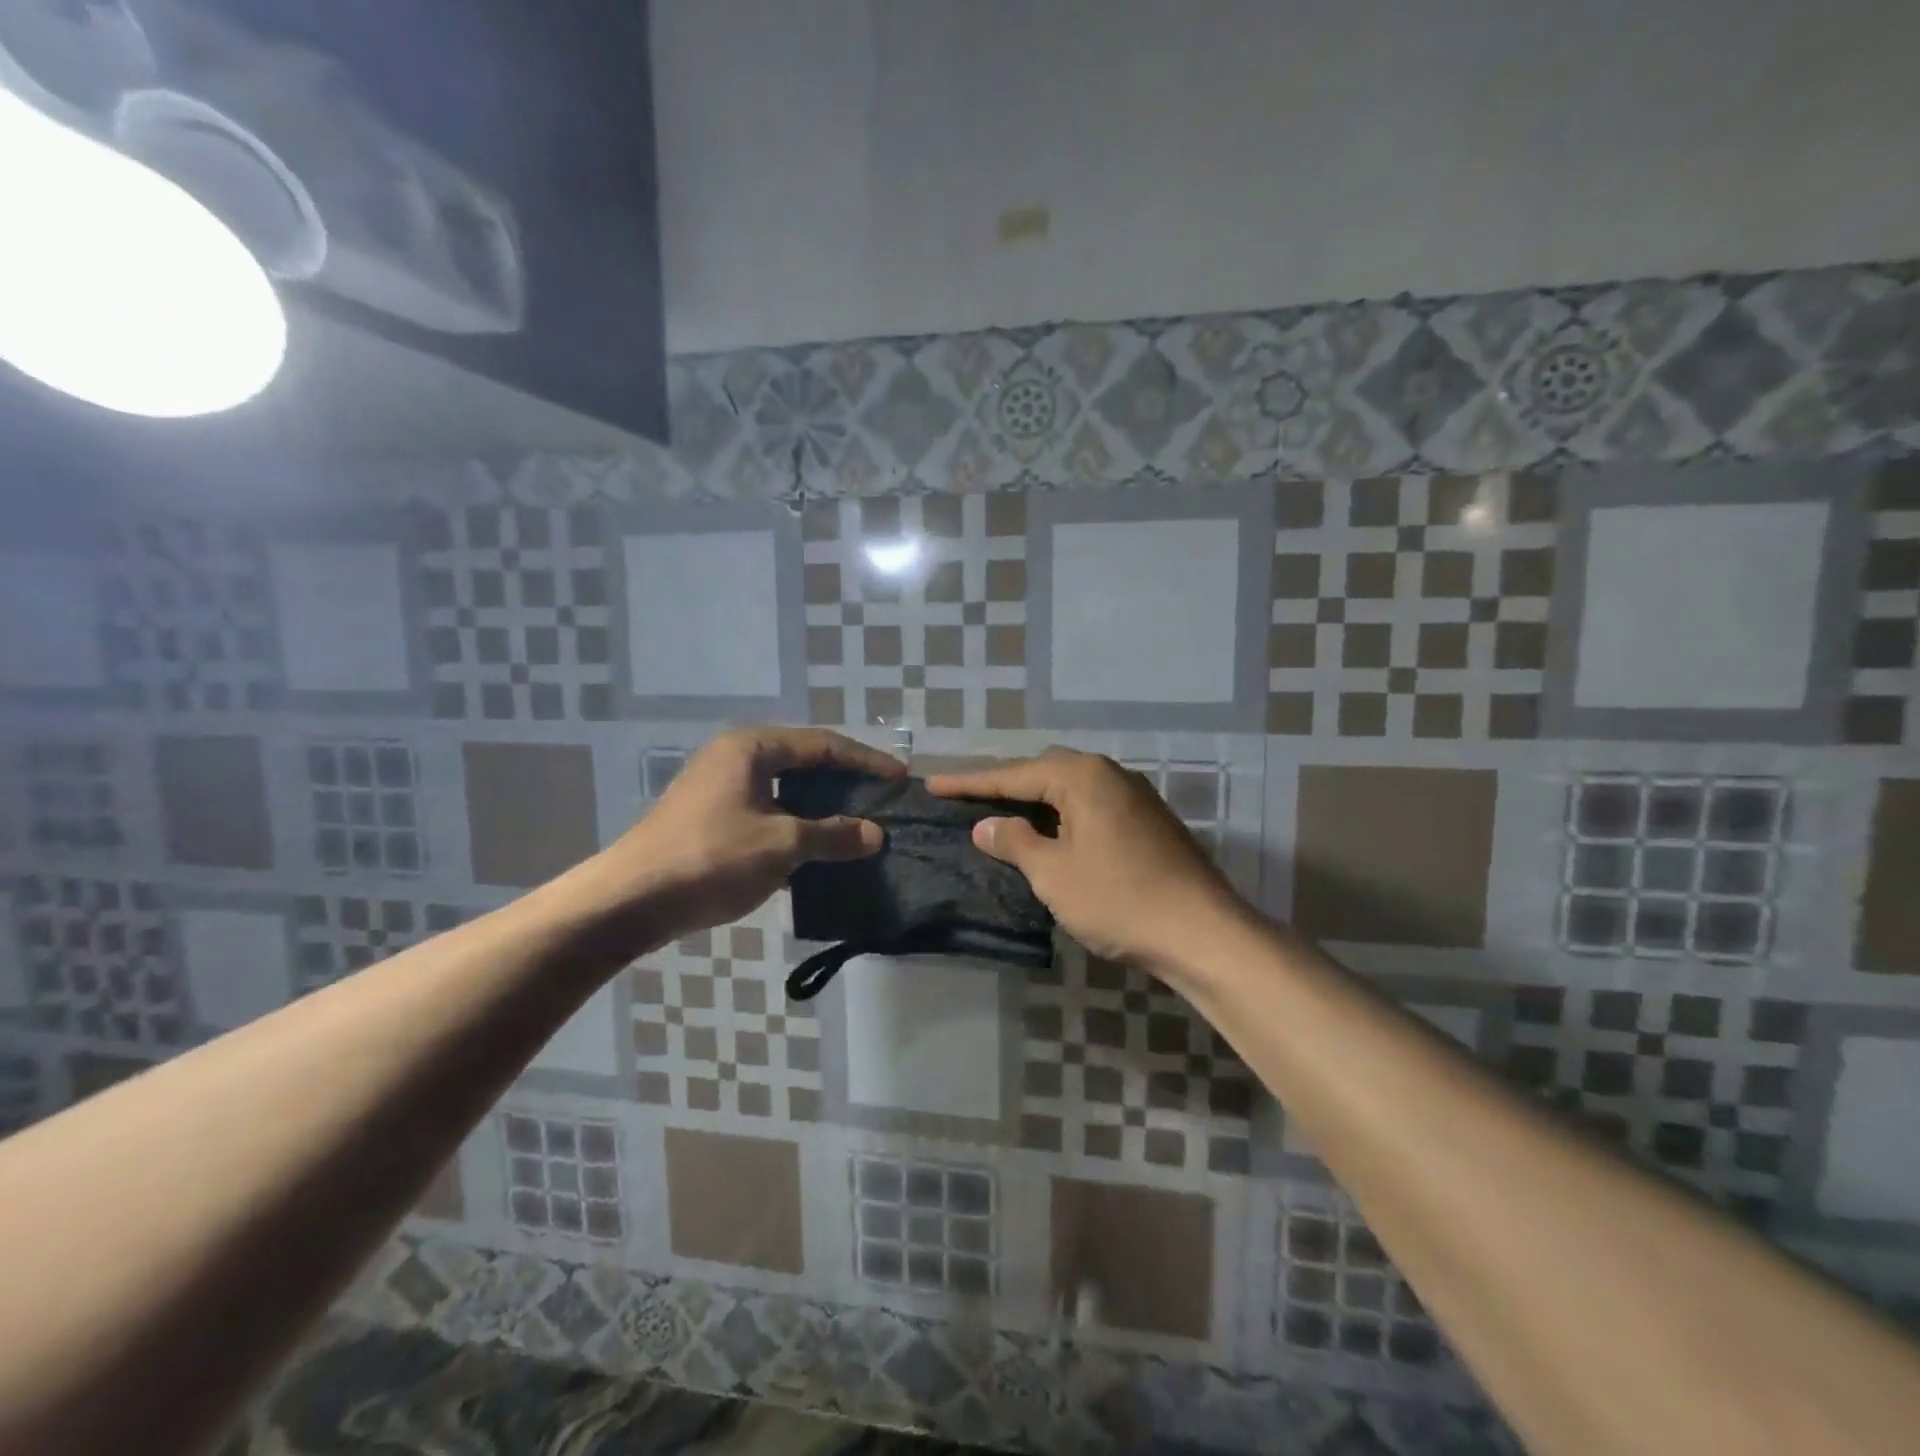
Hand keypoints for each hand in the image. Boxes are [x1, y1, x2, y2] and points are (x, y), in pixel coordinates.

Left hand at [571, 727, 903, 947]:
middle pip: (804, 762)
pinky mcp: (712, 818)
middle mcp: (735, 758)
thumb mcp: (782, 845)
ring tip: (858, 824)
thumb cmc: (711, 859)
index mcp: (752, 748)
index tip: (899, 778)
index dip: (865, 761)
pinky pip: (768, 811)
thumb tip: (876, 834)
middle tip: (882, 799)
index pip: (823, 745)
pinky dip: (797, 824)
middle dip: (845, 782)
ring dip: (822, 807)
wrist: (630, 901)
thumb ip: (833, 835)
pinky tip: (818, 847)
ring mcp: (720, 788)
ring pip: (786, 790)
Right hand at [927, 748, 1243, 974]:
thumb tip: (986, 825)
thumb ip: (1015, 841)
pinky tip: (1051, 835)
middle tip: (967, 801)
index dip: (970, 783)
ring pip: (1070, 790)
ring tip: (1002, 815)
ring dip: (1035, 802)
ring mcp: (1134, 796)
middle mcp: (1110, 774)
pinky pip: (1091, 807)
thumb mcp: (1054, 874)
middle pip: (1043, 772)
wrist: (1202, 932)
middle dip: (1004, 786)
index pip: (1013, 774)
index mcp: (1083, 776)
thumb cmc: (1119, 899)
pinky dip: (1063, 816)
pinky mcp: (1148, 821)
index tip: (933, 785)